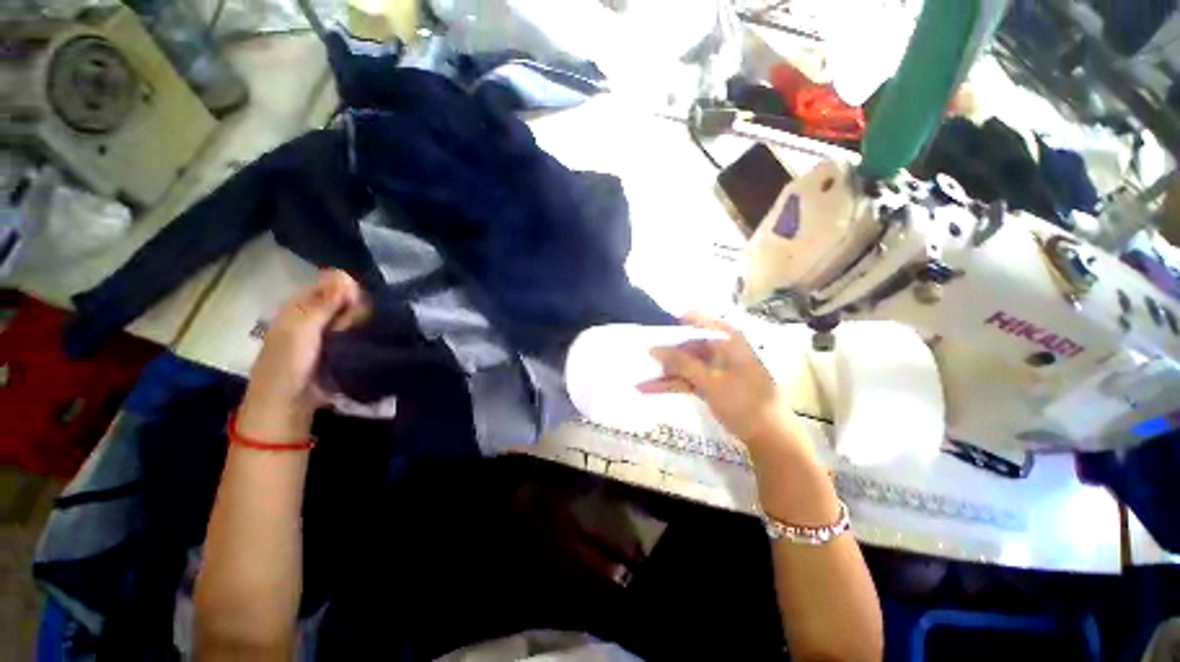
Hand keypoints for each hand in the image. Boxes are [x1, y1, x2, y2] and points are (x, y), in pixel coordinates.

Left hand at [237, 269, 364, 441]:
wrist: (288, 406)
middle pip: (346, 297)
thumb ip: (321, 304)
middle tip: (355, 325)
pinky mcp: (341, 346)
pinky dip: (364, 332)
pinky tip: (366, 340)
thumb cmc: (288, 366)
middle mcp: (315, 314)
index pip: (332, 282)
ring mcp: (328, 331)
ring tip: (361, 336)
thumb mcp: (300, 331)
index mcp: (300, 305)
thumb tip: (344, 274)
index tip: (355, 304)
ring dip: (362, 321)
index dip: (347, 289)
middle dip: (357, 307)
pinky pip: (357, 331)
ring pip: (354, 314)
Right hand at [640, 312, 798, 449]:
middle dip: (665, 353)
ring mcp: (716, 368)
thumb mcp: (710, 381)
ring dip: (665, 372)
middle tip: (642, 359)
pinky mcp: (711, 384)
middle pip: (688, 345)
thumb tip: (652, 347)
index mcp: (728, 340)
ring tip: (640, 379)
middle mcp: (722, 350)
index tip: (654, 328)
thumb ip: (680, 363)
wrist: (770, 437)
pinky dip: (672, 384)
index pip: (699, 321)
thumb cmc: (744, 401)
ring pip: (685, 364)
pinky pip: (688, 379)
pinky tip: (651, 389)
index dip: (676, 323)